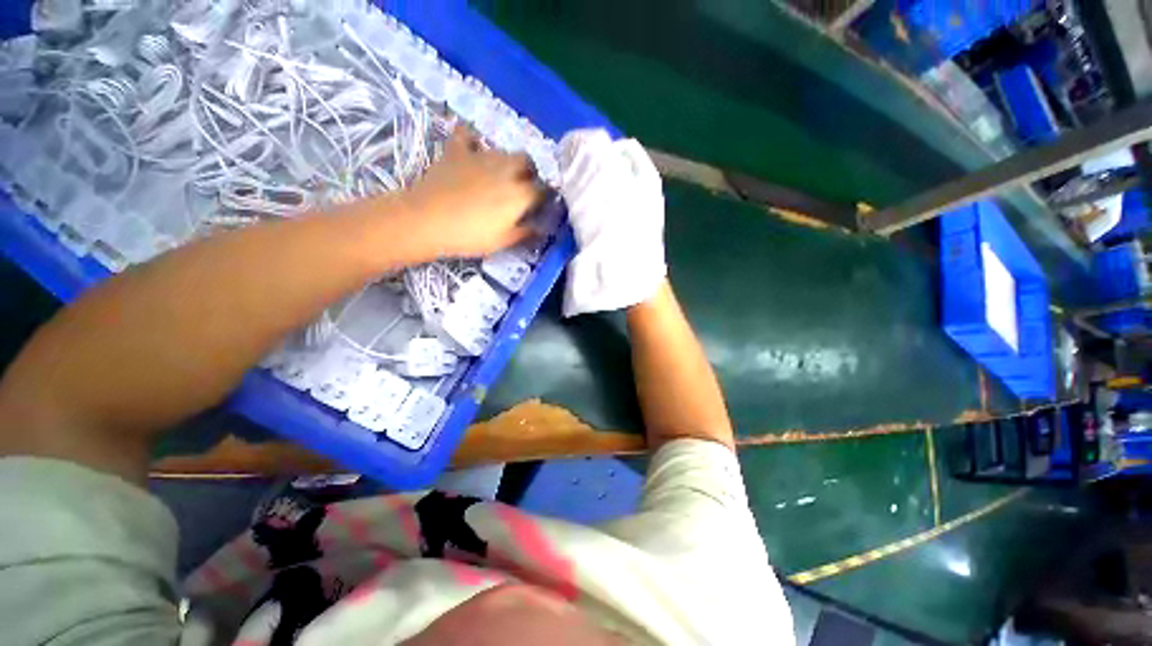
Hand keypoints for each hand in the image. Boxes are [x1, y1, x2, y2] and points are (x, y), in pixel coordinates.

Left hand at [400, 126, 541, 257]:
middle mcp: (506, 169)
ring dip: (506, 161)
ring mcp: (480, 156)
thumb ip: (524, 233)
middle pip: (526, 161)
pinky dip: (471, 141)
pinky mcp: (457, 151)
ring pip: (503, 150)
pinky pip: (467, 135)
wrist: (428, 220)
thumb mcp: (502, 241)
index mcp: (520, 193)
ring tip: (499, 174)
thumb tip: (539, 228)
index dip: (543, 196)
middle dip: (529, 171)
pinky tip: (471, 149)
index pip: (542, 189)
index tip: (539, 204)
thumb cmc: (470, 236)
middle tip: (522, 186)